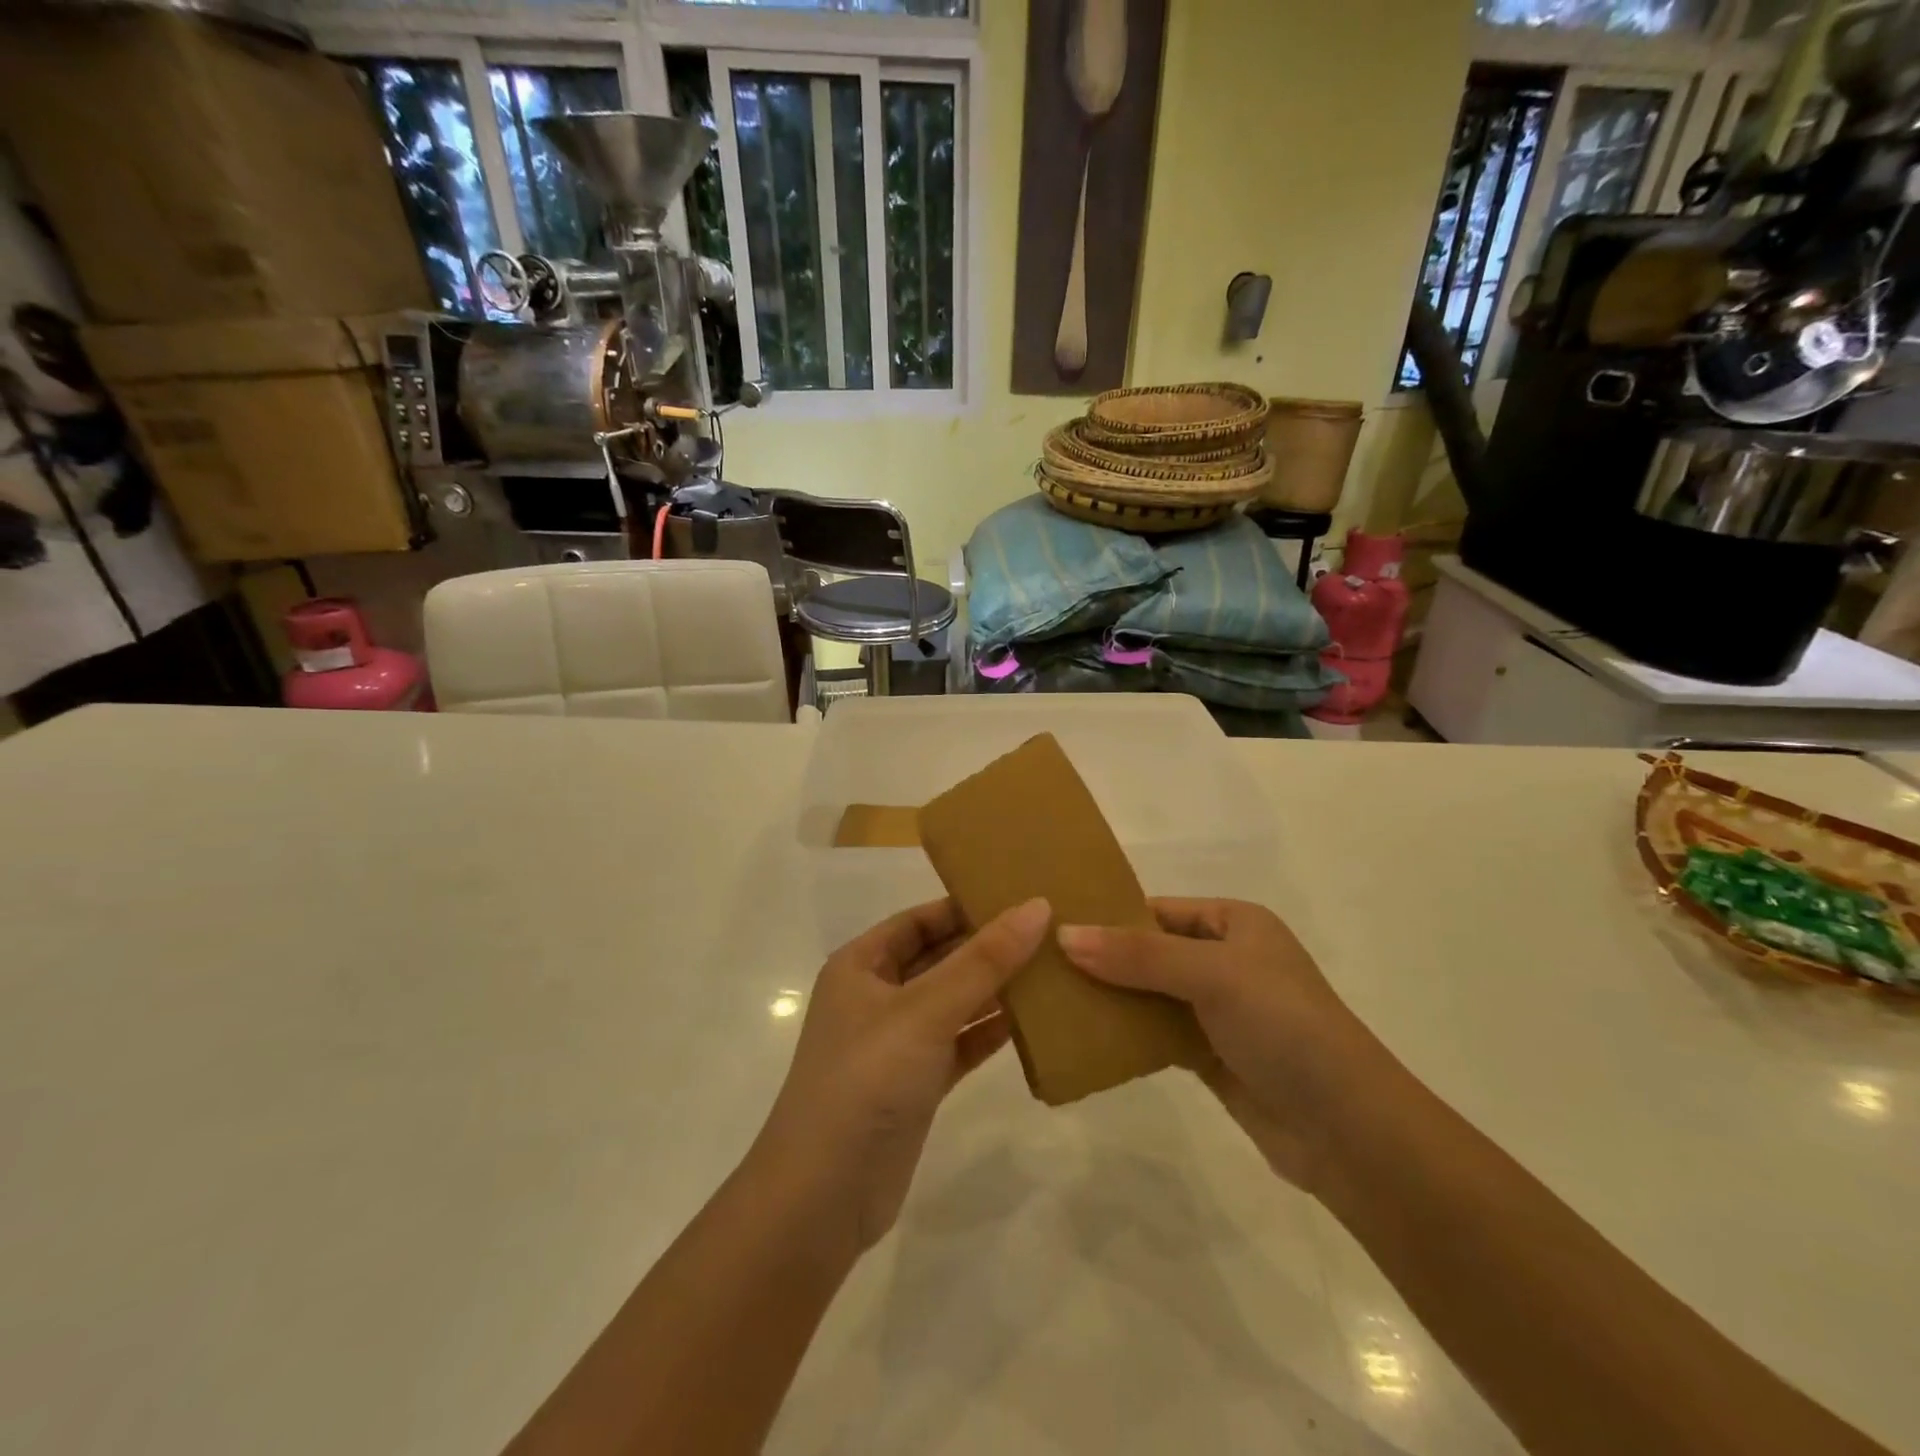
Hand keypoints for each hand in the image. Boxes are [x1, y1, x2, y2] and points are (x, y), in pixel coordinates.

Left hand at [750, 897, 1051, 1253]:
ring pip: (955, 1001)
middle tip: (1051, 929)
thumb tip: (1036, 906)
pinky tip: (1037, 1021)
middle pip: (940, 957)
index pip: (920, 919)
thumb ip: (983, 961)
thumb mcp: (925, 1010)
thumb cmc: (866, 1080)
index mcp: (862, 964)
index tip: (1022, 894)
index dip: (966, 904)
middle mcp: (877, 996)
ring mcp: (898, 1042)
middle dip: (989, 945)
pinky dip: (992, 1031)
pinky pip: (961, 1043)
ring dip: (997, 988)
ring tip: (1055, 967)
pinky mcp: (917, 1083)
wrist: (822, 1198)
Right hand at [1058, 899, 1384, 1191]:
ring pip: (1150, 994)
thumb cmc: (1285, 1026)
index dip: (1110, 916)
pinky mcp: (1210, 1055)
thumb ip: (1139, 955)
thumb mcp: (1213, 974)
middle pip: (1150, 951)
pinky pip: (1156, 1034)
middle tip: (1042, 965)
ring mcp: (1218, 1010)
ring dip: (1110, 997)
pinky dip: (1126, 1034)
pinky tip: (1085, 1036)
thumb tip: (1064, 934)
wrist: (1348, 1129)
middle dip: (1103, 959)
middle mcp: (1226, 960)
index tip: (1053, 925)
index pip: (1158, 910)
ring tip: (1052, 999)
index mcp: (1235, 923)